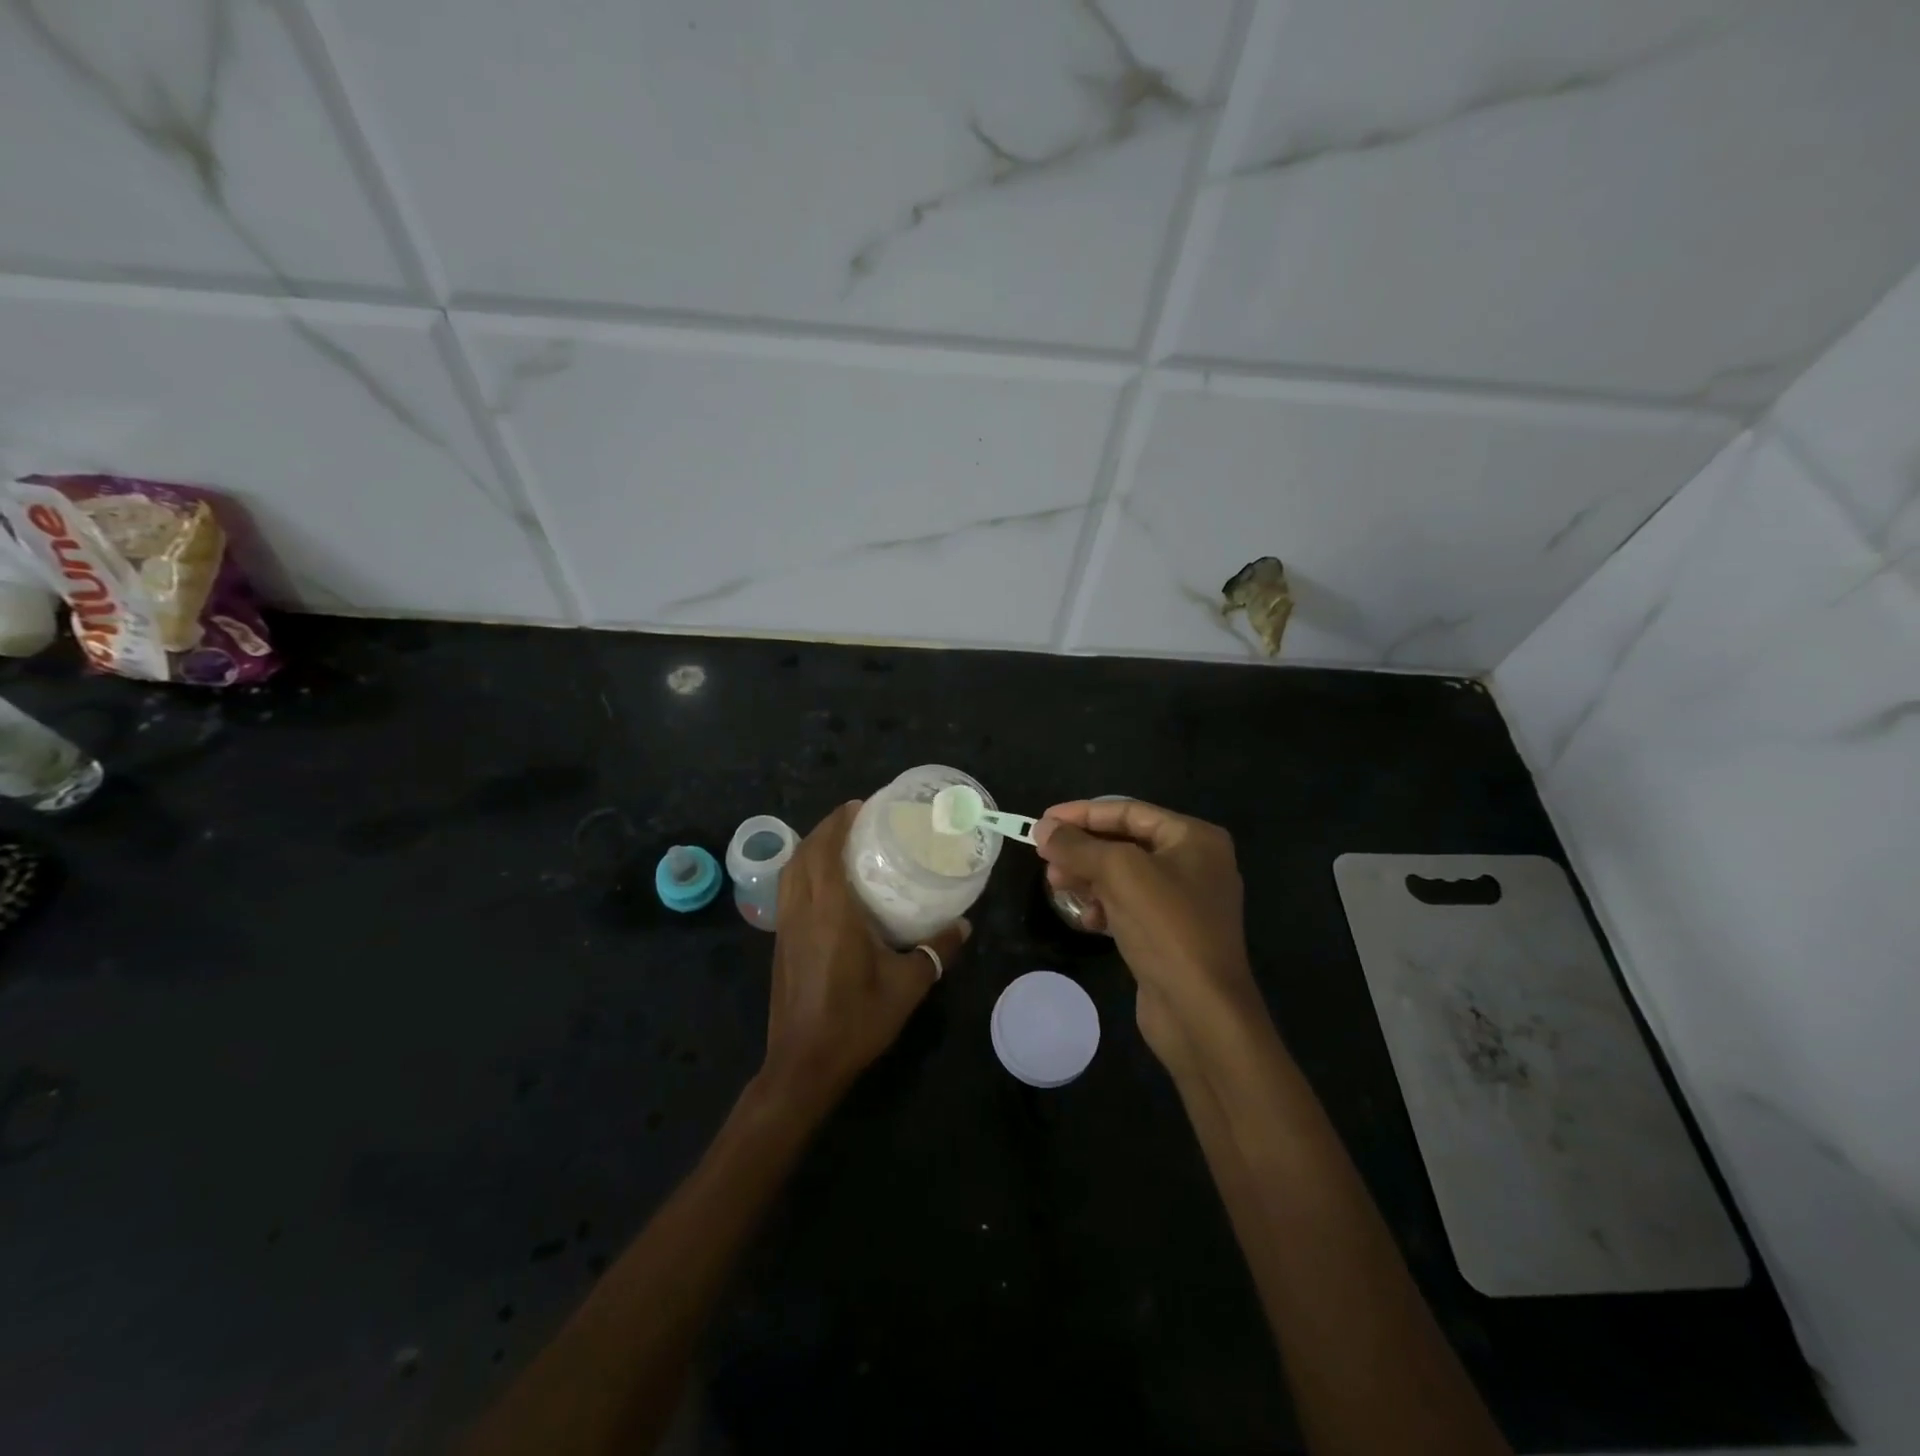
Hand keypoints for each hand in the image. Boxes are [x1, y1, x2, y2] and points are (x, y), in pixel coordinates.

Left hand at [760, 802, 970, 1110]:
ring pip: (790, 872)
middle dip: (825, 828)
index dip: (839, 822)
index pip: (826, 851)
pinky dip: (802, 871)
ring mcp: (786, 927)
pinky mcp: (780, 944)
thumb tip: (964, 926)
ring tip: (839, 842)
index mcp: (830, 911)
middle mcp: (802, 911)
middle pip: (804, 854)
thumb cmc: (856, 1020)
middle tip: (855, 818)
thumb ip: (936, 951)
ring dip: (809, 848)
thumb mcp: (907, 986)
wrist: (804, 1064)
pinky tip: (824, 884)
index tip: (860, 806)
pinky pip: (787, 891)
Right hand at [1034, 800, 1258, 1070]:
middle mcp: (1193, 863)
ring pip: (1122, 877)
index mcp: (1193, 838)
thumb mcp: (1118, 873)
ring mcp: (1183, 902)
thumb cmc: (1166, 927)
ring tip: (1056, 887)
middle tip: (1045, 860)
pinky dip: (1104, 907)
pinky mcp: (1170, 935)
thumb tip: (1042, 828)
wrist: (1201, 1011)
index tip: (1042, 821)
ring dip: (1087, 878)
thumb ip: (1077, 845)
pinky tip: (1086, 920)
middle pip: (1124, 842)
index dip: (1082, 813)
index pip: (1129, 811)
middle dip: (1082, 849)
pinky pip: (1128, 907)